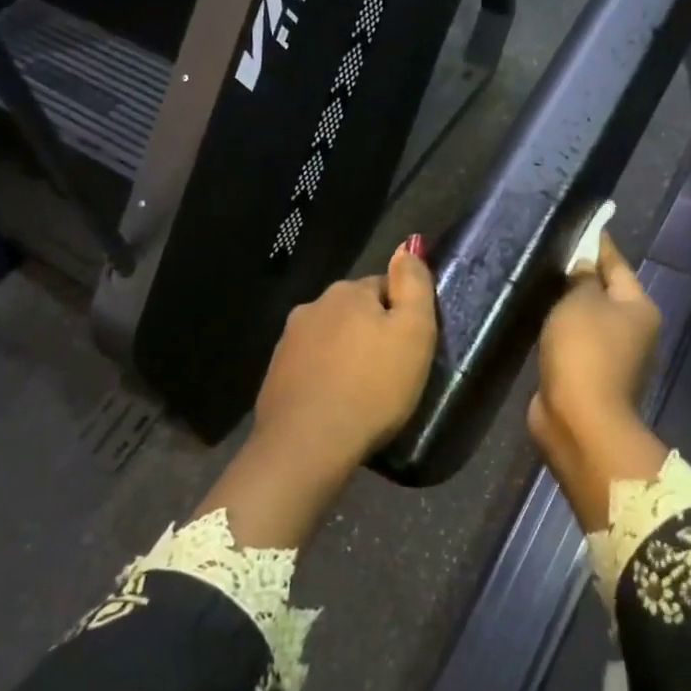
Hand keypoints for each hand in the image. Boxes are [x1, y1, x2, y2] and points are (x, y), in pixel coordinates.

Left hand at [254, 241, 437, 472]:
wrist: (307, 445)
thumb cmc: (373, 387)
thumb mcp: (414, 332)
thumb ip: (414, 284)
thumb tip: (408, 246)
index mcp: (348, 291)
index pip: (385, 287)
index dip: (403, 315)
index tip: (412, 348)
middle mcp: (313, 306)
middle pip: (356, 311)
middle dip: (372, 333)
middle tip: (392, 372)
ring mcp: (288, 341)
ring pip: (332, 338)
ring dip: (348, 355)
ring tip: (365, 392)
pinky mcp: (275, 374)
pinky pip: (312, 366)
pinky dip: (326, 377)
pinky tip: (337, 403)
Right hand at [528, 234, 668, 530]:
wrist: (579, 420)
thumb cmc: (584, 351)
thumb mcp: (580, 302)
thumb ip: (581, 279)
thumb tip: (583, 267)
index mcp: (638, 307)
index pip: (617, 264)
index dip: (598, 243)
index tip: (583, 224)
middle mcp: (633, 330)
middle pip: (606, 292)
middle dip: (582, 275)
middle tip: (553, 253)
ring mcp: (613, 357)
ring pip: (588, 319)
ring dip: (569, 306)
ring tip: (542, 283)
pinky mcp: (590, 376)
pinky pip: (575, 342)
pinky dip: (561, 331)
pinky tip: (541, 319)